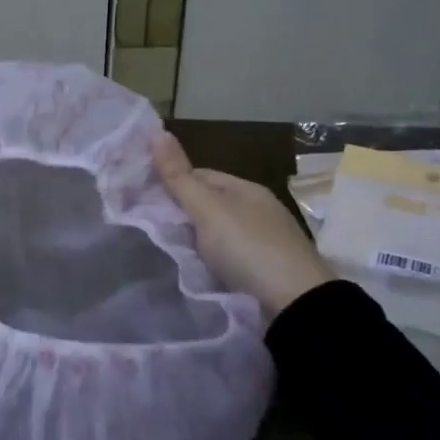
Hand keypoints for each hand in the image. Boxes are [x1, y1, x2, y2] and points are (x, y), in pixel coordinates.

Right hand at [152, 134, 333, 321]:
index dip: (172, 183)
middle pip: (209, 205)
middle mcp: (258, 211)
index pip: (200, 176)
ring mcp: (264, 243)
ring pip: (217, 234)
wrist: (296, 308)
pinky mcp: (264, 274)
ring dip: (195, 241)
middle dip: (181, 214)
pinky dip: (210, 263)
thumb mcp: (208, 209)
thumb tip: (157, 132)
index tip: (142, 198)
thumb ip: (179, 177)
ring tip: (167, 251)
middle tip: (149, 227)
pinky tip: (195, 271)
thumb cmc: (249, 248)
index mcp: (247, 190)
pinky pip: (227, 259)